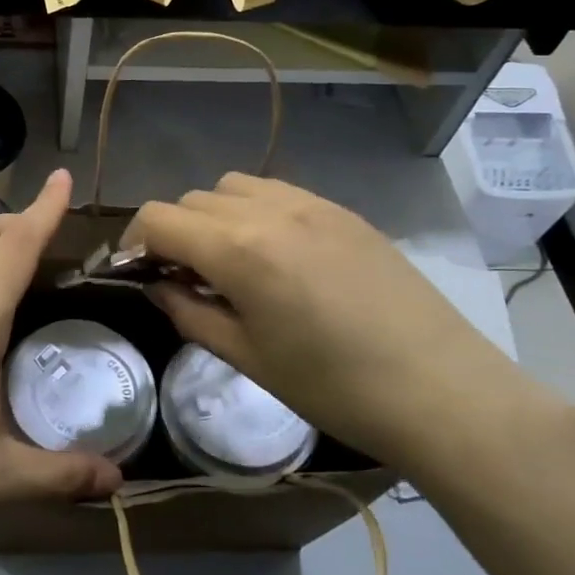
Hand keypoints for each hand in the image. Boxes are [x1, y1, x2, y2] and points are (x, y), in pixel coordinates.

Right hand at [123, 174, 565, 477]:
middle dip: (175, 232)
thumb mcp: (248, 358)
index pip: (158, 218)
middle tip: (186, 278)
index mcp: (238, 249)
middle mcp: (269, 209)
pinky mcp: (342, 210)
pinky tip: (278, 254)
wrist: (440, 388)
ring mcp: (310, 203)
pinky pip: (278, 191)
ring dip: (215, 215)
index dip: (134, 243)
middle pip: (192, 199)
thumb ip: (190, 313)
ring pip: (234, 186)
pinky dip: (256, 211)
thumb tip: (159, 287)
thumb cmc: (334, 386)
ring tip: (232, 261)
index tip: (138, 274)